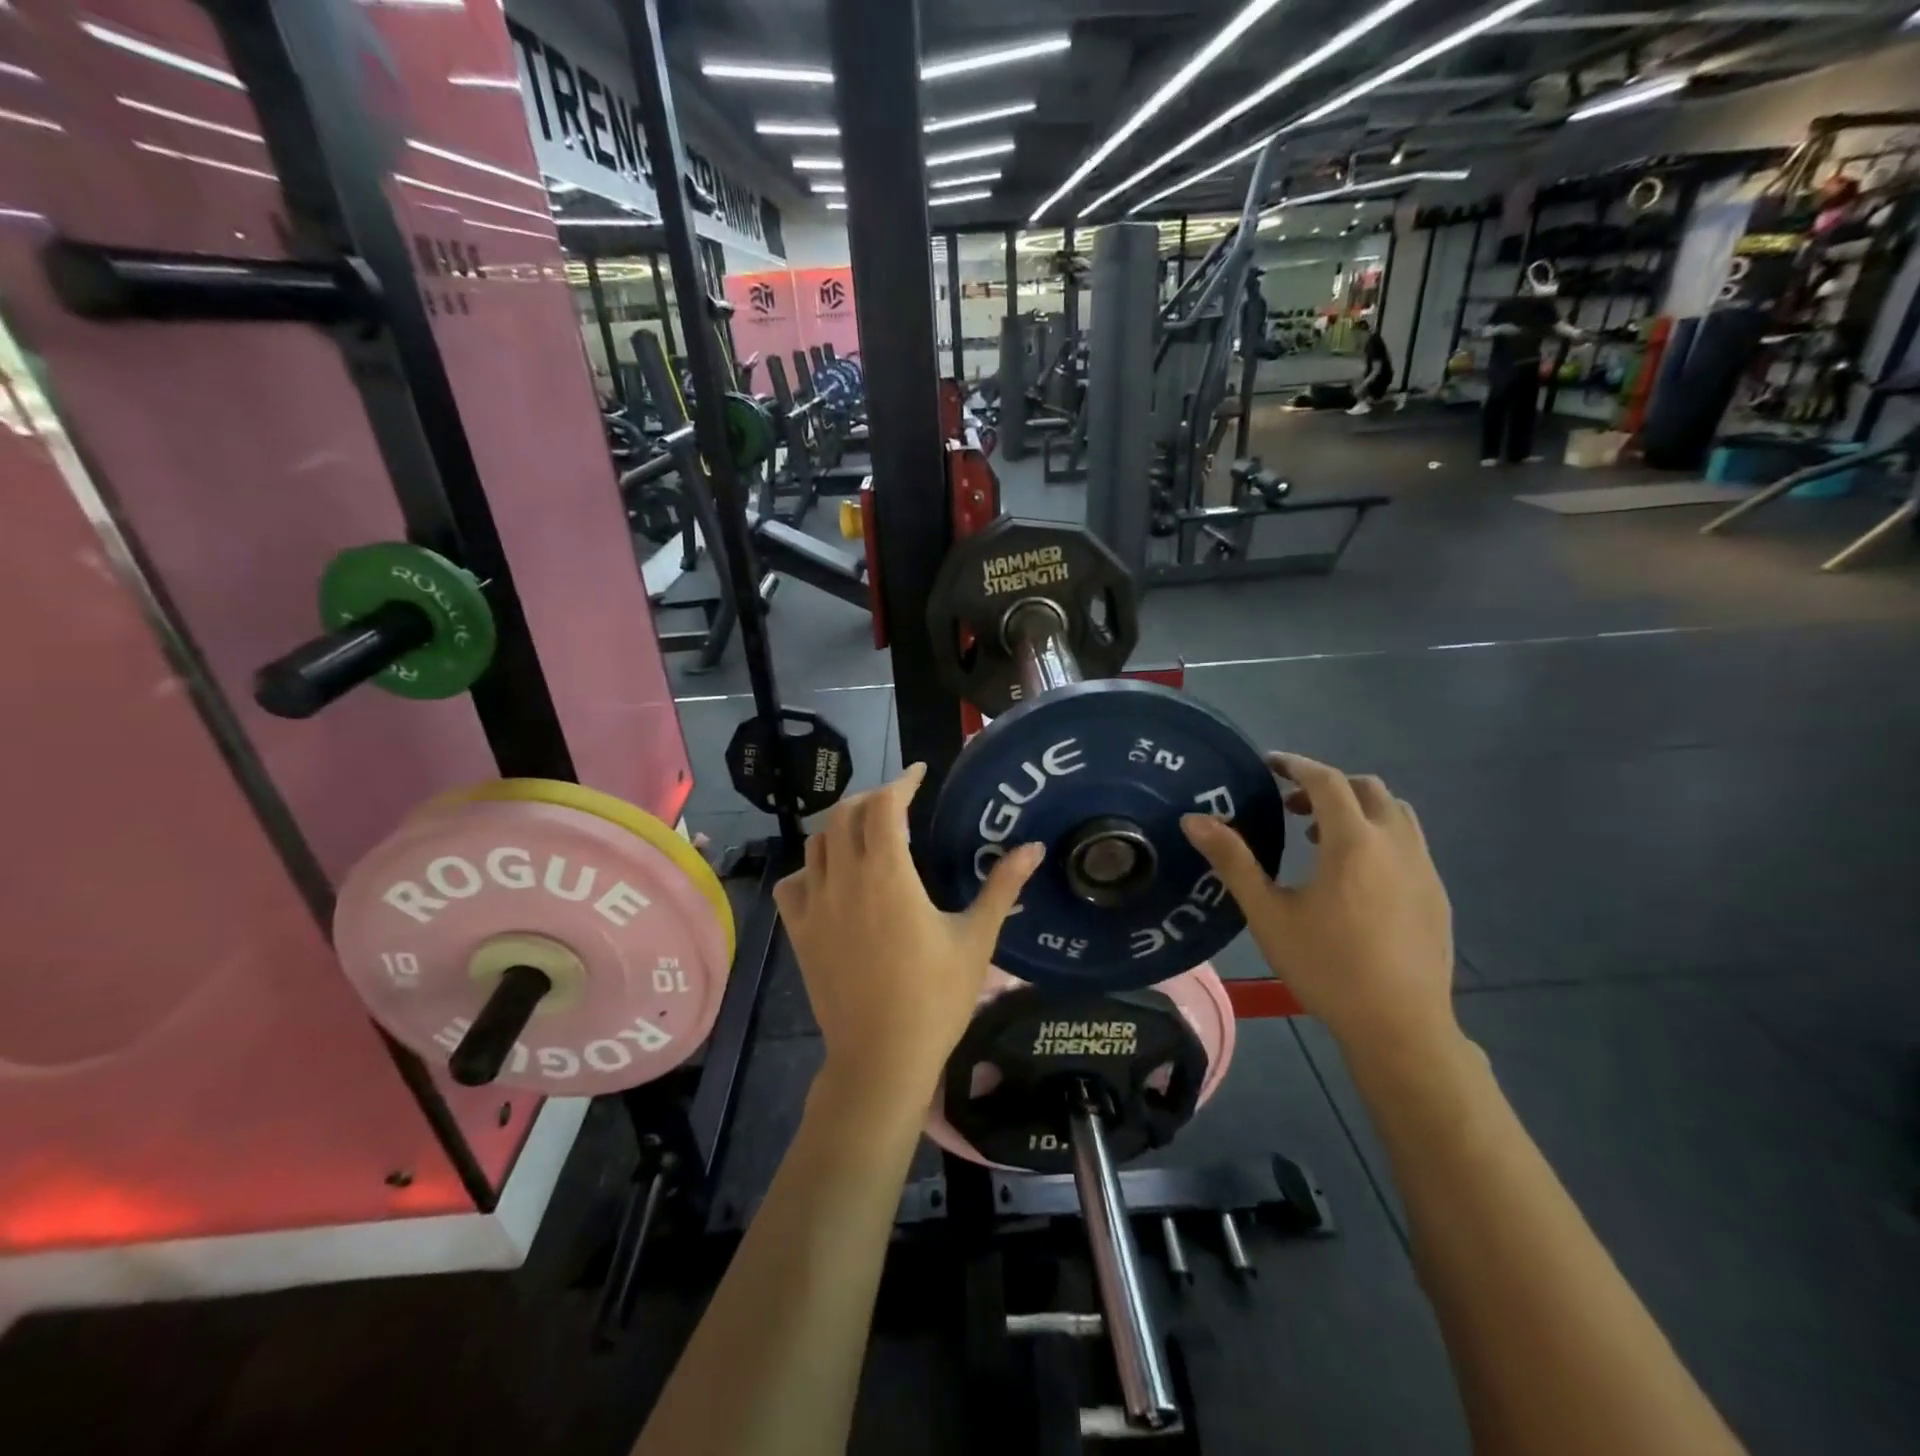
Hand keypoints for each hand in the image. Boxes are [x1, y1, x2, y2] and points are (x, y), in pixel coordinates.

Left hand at [775, 765, 1043, 1102]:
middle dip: (872, 798)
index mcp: (889, 875)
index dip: (901, 781)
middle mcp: (845, 879)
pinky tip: (830, 879)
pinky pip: (793, 883)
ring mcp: (815, 905)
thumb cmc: (936, 998)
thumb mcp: (976, 939)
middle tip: (898, 803)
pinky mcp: (799, 931)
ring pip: (817, 843)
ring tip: (867, 833)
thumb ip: (1002, 886)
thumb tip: (1035, 847)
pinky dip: (810, 869)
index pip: (884, 805)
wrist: (881, 1057)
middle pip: (846, 814)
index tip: (919, 773)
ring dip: (842, 827)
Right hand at [1181, 754, 1455, 1061]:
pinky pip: (1408, 843)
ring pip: (1395, 813)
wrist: (1400, 1026)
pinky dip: (1379, 836)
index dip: (1296, 765)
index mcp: (1353, 842)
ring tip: (1322, 839)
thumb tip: (1193, 820)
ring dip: (1358, 809)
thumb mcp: (1268, 913)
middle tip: (1292, 806)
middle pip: (1367, 789)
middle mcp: (1395, 844)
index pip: (1326, 781)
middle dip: (1327, 786)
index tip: (1269, 764)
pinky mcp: (1437, 894)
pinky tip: (1356, 877)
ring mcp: (1423, 869)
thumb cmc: (1326, 966)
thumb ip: (1233, 861)